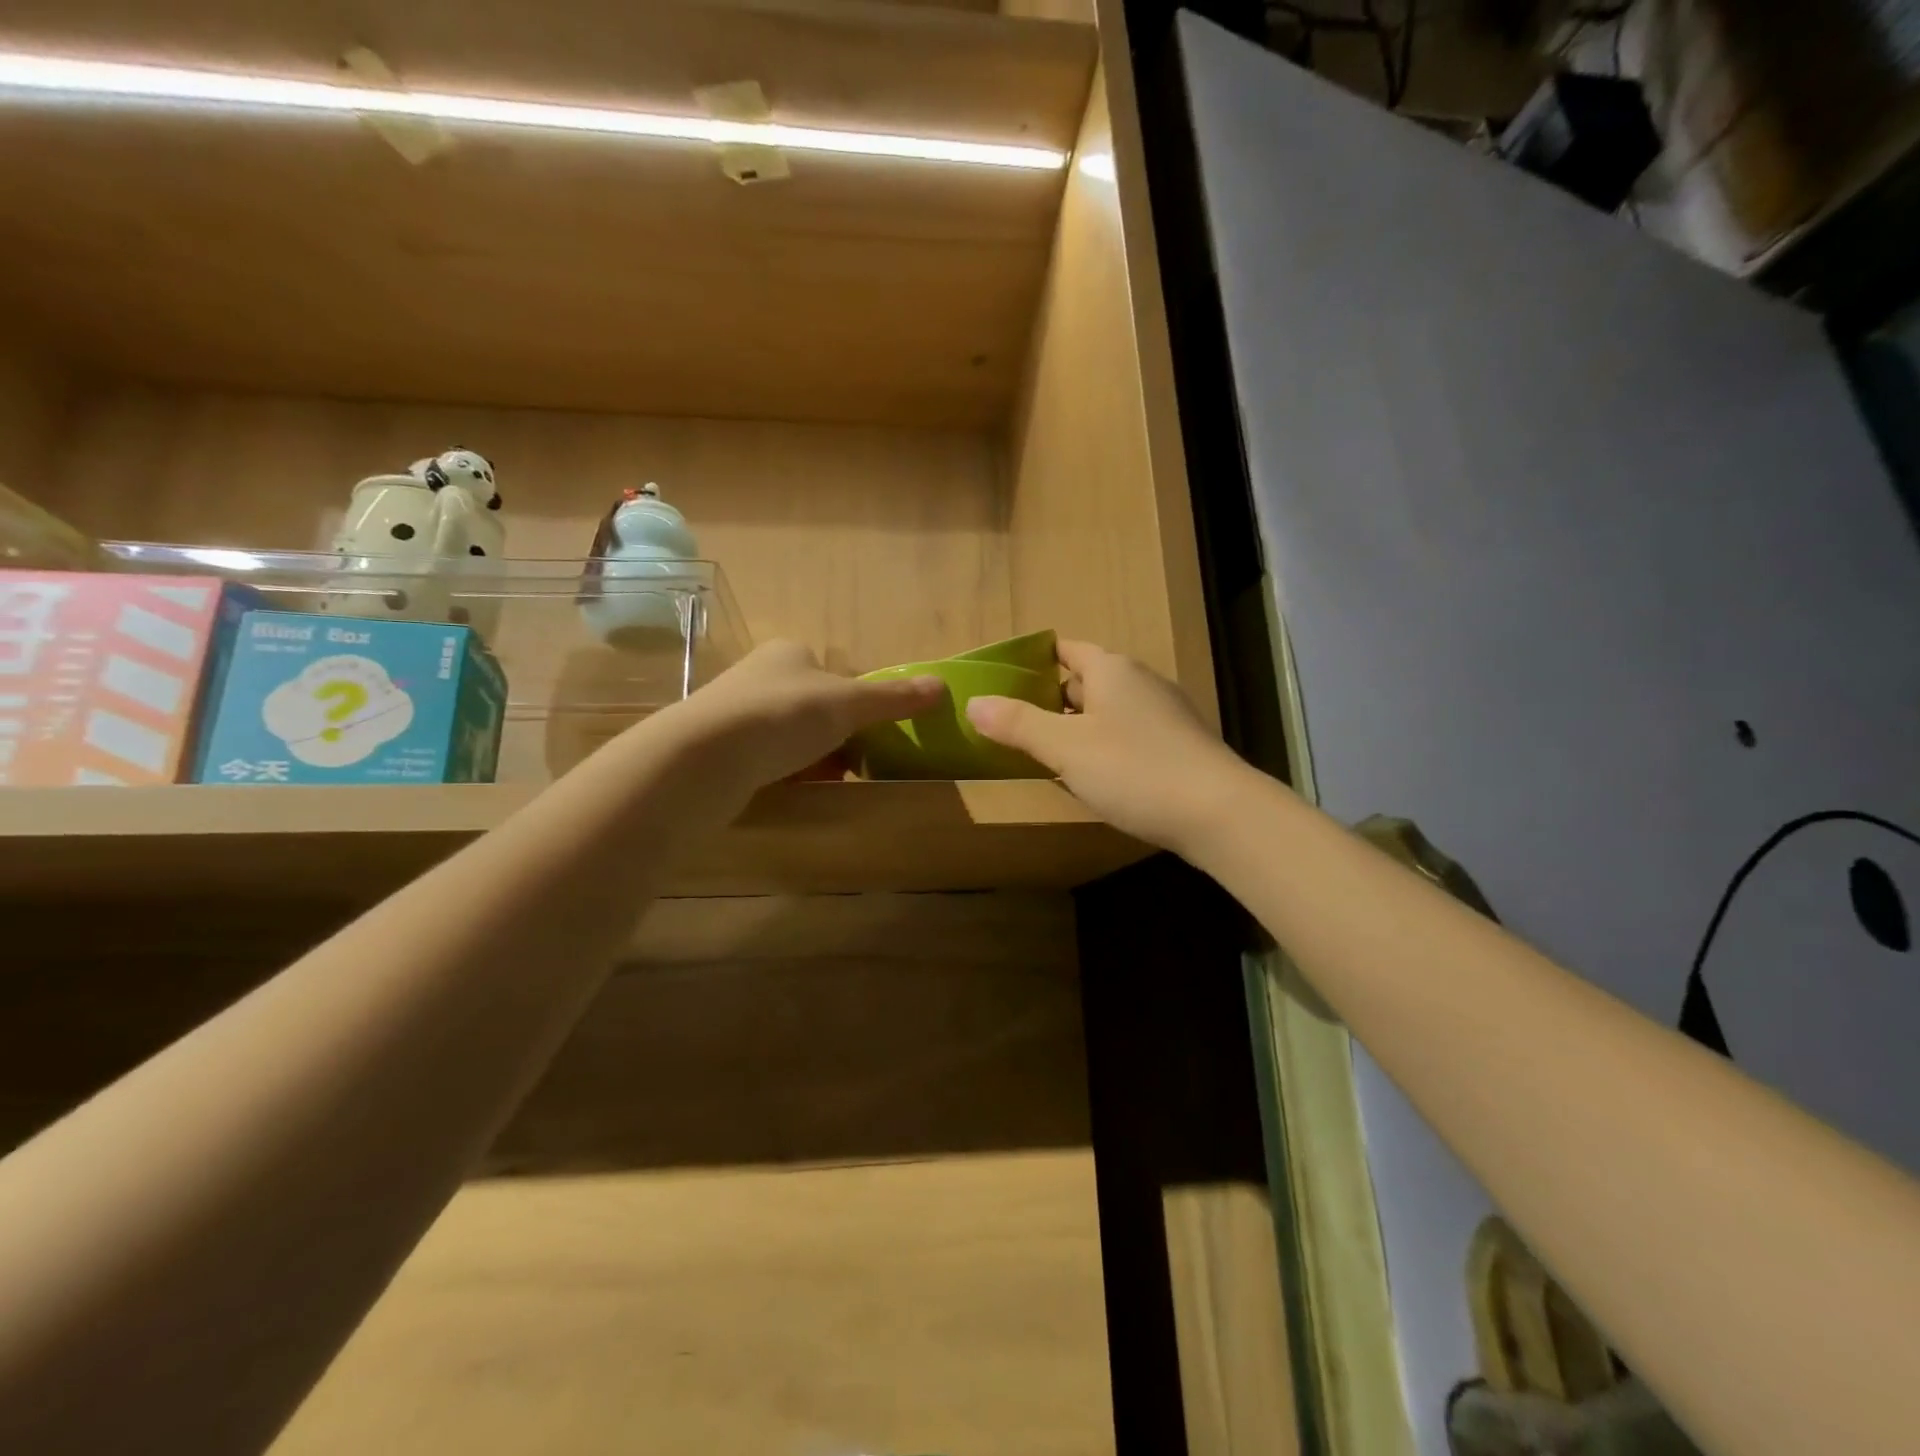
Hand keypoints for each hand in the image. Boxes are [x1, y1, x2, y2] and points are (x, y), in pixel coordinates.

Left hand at [662, 640, 943, 797]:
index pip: (835, 675)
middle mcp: (759, 675)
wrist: (703, 757)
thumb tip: (942, 685)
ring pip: (791, 737)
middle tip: (856, 765)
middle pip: (815, 708)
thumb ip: (893, 697)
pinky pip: (766, 760)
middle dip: (837, 737)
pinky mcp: (719, 748)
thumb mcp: (848, 704)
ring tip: (829, 782)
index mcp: (789, 653)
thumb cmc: (782, 716)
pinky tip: (796, 792)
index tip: (871, 735)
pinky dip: (786, 774)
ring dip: (814, 758)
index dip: (858, 704)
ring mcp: (734, 712)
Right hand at [965, 641, 1256, 853]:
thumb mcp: (1065, 748)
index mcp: (1112, 669)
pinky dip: (1106, 746)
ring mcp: (1166, 713)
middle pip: (1087, 680)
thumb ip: (1018, 724)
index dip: (1035, 661)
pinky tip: (1097, 776)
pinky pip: (1131, 734)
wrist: (1220, 812)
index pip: (1066, 649)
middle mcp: (1141, 681)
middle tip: (1016, 724)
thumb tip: (973, 703)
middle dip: (1052, 698)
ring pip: (1110, 710)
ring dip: (1079, 726)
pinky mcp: (1181, 744)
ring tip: (1048, 753)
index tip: (1005, 682)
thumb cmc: (1134, 770)